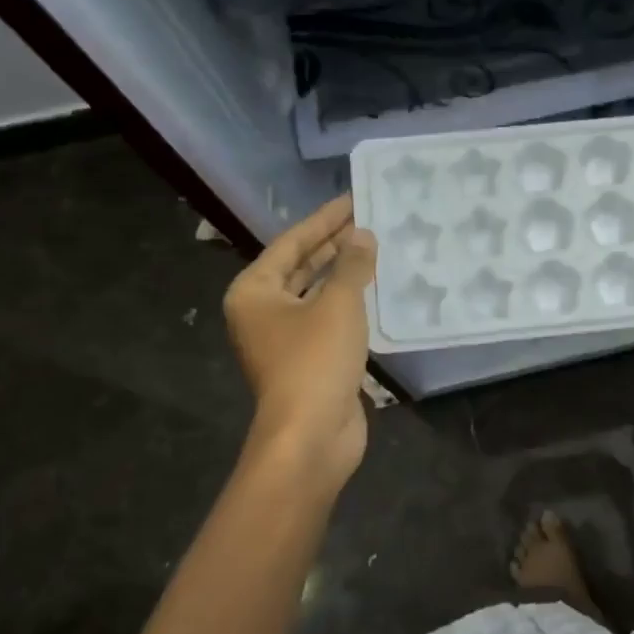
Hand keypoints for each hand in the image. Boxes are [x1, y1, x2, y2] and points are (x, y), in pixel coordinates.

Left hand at [222, 195, 377, 487]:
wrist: (311, 435)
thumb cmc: (315, 360)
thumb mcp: (338, 304)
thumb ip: (352, 265)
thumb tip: (363, 235)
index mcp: (254, 291)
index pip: (292, 242)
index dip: (325, 219)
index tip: (354, 198)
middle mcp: (263, 310)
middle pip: (301, 265)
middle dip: (335, 243)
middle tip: (370, 219)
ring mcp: (285, 337)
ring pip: (317, 293)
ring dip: (345, 273)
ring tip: (378, 247)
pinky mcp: (308, 359)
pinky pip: (329, 317)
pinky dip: (350, 301)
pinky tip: (377, 289)